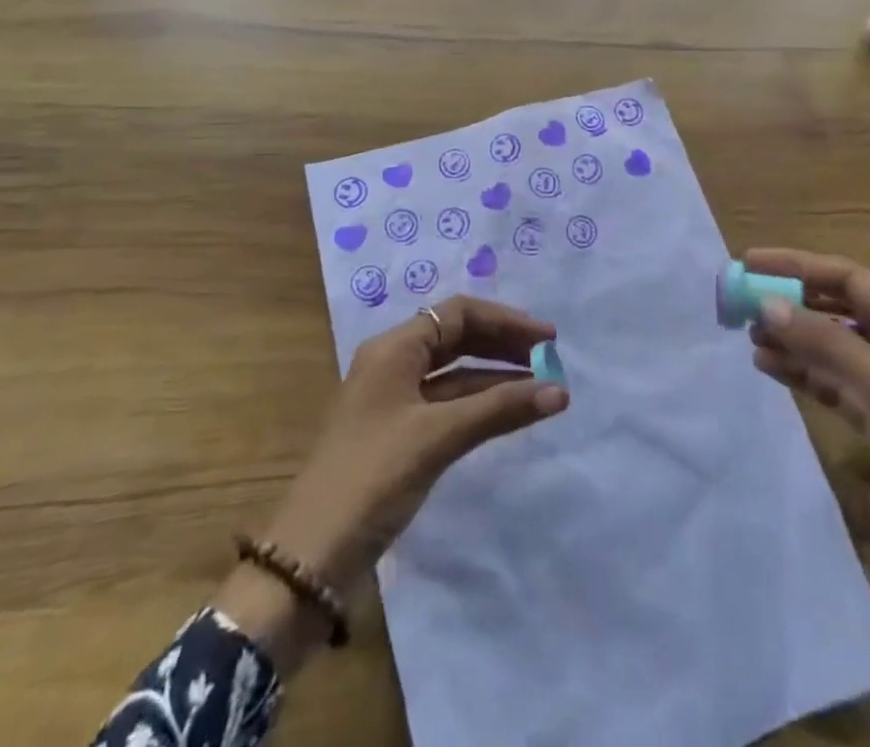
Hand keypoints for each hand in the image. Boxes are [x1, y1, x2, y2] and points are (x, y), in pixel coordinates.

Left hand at [219, 297, 566, 666]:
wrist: (310, 556)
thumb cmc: (372, 477)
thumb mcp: (438, 436)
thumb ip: (498, 410)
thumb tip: (560, 390)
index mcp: (393, 348)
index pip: (457, 313)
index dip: (505, 321)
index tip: (547, 339)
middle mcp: (392, 364)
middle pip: (456, 337)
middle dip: (502, 345)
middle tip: (548, 360)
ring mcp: (393, 400)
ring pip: (453, 374)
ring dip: (494, 378)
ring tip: (539, 388)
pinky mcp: (397, 435)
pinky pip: (446, 404)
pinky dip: (478, 405)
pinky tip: (507, 416)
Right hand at [744, 249, 869, 682]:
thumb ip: (826, 344)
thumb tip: (765, 303)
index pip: (850, 279)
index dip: (797, 267)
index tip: (749, 262)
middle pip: (841, 312)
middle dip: (793, 304)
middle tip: (741, 304)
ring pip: (836, 351)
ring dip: (795, 341)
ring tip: (749, 338)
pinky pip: (839, 388)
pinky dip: (807, 377)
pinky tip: (772, 369)